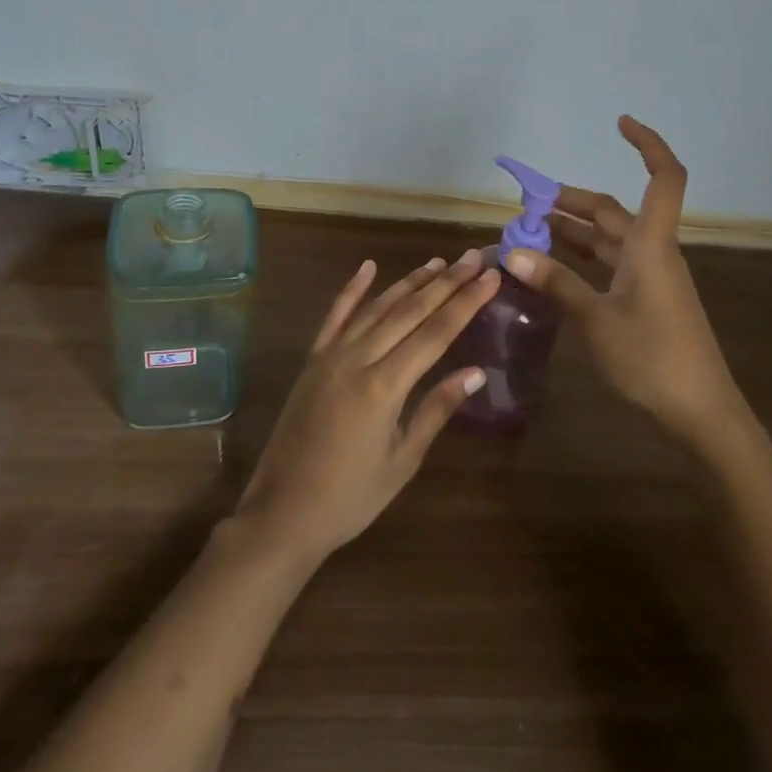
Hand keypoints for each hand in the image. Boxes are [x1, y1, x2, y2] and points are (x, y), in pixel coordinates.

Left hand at [235, 251, 497, 562]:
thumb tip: (476, 372)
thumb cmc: (350, 497)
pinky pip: (334, 316)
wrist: (282, 514)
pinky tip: (368, 266)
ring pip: (377, 307)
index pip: (435, 333)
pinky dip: (352, 289)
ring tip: (439, 261)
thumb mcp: (403, 461)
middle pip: (410, 311)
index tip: (490, 278)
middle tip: (473, 257)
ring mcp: (331, 355)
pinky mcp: (313, 360)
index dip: (465, 302)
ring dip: (409, 281)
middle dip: (446, 282)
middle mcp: (358, 359)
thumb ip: (436, 409)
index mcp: (384, 386)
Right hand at [503, 117, 744, 443]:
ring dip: (570, 232)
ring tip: (526, 233)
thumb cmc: (653, 359)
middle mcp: (651, 252)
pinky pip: (607, 266)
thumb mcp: (596, 320)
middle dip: (568, 202)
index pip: (664, 178)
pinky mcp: (644, 301)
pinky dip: (579, 261)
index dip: (648, 145)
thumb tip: (510, 252)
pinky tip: (550, 270)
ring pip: (606, 240)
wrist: (701, 415)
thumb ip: (555, 282)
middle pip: (611, 211)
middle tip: (523, 204)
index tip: (619, 123)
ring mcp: (649, 278)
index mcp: (651, 245)